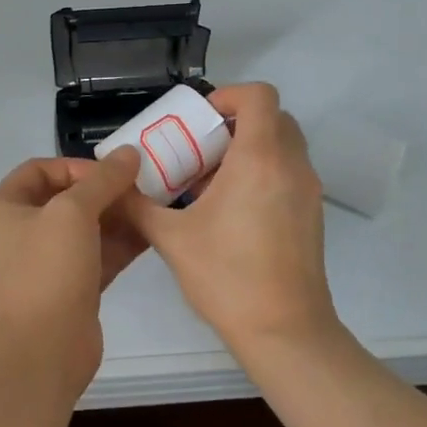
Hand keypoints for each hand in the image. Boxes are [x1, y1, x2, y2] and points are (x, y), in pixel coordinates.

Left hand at [0, 147, 144, 395]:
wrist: (42, 351)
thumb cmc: (47, 270)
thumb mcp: (73, 213)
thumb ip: (103, 180)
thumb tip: (129, 153)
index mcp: (4, 207)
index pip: (41, 169)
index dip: (78, 166)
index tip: (113, 173)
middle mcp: (20, 230)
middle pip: (67, 197)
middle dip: (105, 191)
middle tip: (143, 188)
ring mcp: (46, 261)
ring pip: (86, 227)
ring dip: (118, 215)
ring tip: (154, 205)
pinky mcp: (71, 286)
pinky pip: (98, 253)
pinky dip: (122, 242)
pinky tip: (152, 231)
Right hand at [122, 83, 337, 348]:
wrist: (285, 331)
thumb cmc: (227, 277)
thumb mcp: (171, 238)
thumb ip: (138, 205)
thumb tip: (114, 186)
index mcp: (260, 159)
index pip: (259, 96)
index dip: (228, 95)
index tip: (200, 119)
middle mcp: (291, 166)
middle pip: (273, 118)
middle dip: (235, 123)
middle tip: (200, 148)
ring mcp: (307, 191)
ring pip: (282, 146)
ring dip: (248, 150)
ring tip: (209, 183)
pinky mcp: (312, 214)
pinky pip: (288, 173)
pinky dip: (262, 173)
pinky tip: (230, 211)